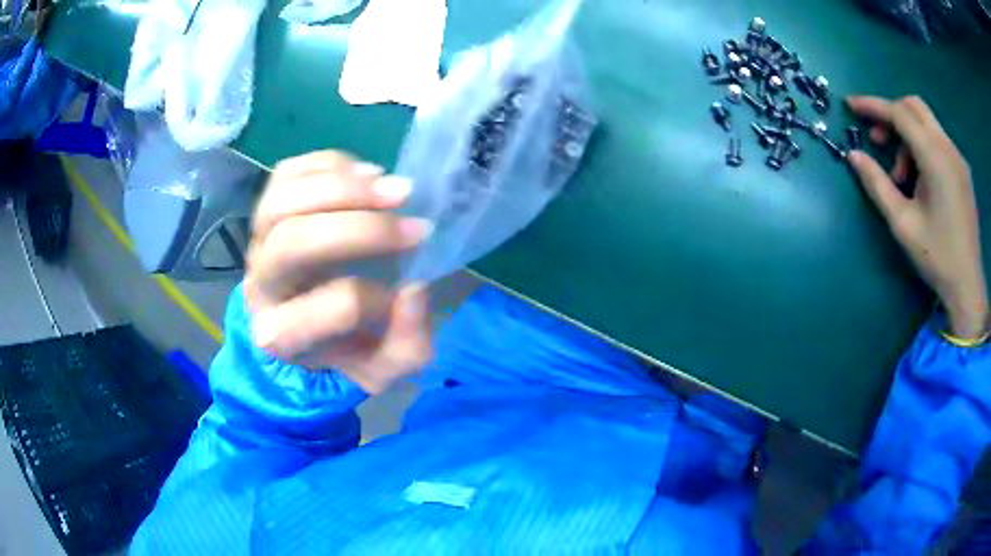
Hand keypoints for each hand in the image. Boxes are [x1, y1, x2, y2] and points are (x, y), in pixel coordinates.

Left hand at [244, 151, 434, 393]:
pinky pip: (286, 173)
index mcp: (285, 336)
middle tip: (415, 226)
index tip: (410, 291)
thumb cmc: (342, 347)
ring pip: (283, 201)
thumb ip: (406, 345)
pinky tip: (368, 175)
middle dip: (361, 228)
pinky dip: (331, 165)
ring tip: (394, 189)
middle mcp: (262, 285)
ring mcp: (258, 241)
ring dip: (344, 188)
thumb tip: (414, 290)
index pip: (336, 306)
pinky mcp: (266, 208)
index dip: (382, 296)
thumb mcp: (383, 368)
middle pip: (293, 242)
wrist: (299, 325)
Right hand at [847, 95, 987, 339]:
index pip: (900, 113)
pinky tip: (920, 179)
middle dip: (891, 115)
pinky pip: (938, 141)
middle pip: (914, 107)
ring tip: (902, 176)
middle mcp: (948, 148)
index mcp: (935, 158)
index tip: (851, 106)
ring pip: (926, 123)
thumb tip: (853, 155)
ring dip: (908, 136)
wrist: (968, 286)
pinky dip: (922, 147)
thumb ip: (877, 184)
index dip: (873, 105)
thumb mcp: (903, 224)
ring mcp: (958, 158)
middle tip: (877, 140)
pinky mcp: (962, 170)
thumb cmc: (937, 257)